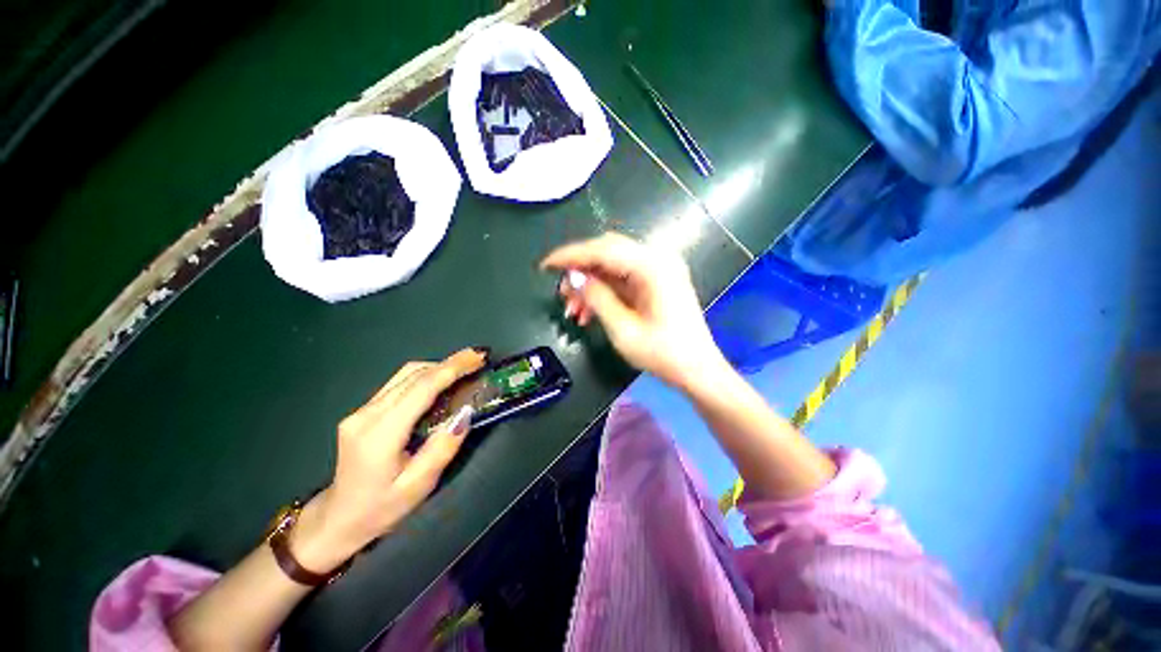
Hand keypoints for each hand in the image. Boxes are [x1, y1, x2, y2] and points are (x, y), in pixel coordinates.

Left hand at [290, 348, 486, 573]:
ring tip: (466, 367)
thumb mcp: (419, 486)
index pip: (421, 388)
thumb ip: (443, 448)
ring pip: (405, 375)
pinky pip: (399, 384)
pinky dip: (425, 377)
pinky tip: (442, 382)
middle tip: (479, 359)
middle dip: (450, 363)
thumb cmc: (381, 508)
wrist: (337, 519)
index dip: (452, 368)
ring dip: (438, 367)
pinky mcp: (363, 411)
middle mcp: (367, 415)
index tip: (479, 357)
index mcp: (380, 434)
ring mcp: (361, 411)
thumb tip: (466, 412)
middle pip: (413, 375)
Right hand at [541, 233, 728, 389]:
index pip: (602, 250)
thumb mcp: (623, 330)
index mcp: (652, 267)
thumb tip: (573, 278)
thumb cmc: (663, 354)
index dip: (571, 255)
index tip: (546, 265)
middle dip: (580, 270)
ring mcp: (658, 269)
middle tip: (561, 292)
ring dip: (590, 284)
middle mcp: (657, 259)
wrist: (698, 370)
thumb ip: (597, 298)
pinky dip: (604, 291)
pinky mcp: (656, 281)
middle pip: (607, 252)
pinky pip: (623, 278)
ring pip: (613, 266)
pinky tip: (589, 311)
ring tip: (572, 309)